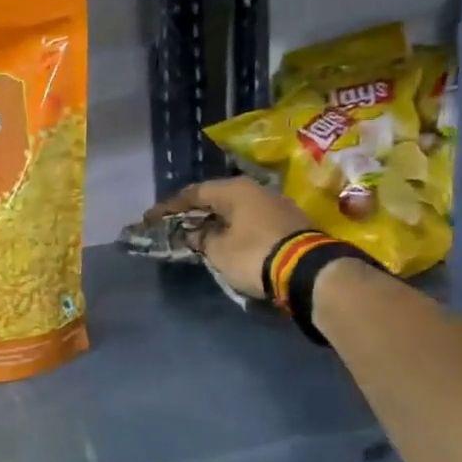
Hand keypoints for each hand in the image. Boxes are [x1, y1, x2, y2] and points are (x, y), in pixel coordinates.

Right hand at [147, 176, 312, 298]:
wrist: (309, 271)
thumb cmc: (255, 254)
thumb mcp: (219, 250)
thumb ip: (202, 239)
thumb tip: (195, 234)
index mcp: (235, 190)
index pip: (194, 193)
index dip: (170, 206)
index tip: (151, 217)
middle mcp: (256, 190)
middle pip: (217, 198)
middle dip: (195, 211)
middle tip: (175, 223)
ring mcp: (276, 205)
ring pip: (236, 209)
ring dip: (217, 220)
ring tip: (199, 233)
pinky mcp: (289, 223)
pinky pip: (251, 220)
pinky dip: (234, 228)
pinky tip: (226, 239)